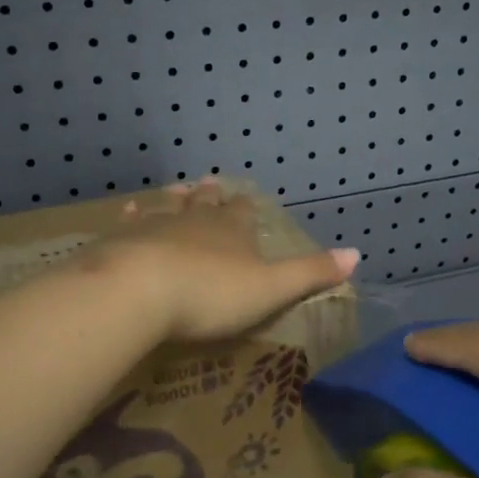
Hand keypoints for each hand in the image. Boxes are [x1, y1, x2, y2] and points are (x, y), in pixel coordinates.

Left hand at [96, 180, 359, 342]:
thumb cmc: (211, 294)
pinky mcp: (120, 241)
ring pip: (168, 208)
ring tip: (177, 189)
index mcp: (233, 230)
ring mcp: (155, 227)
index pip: (244, 212)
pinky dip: (132, 217)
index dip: (246, 208)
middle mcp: (195, 220)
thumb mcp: (271, 289)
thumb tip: (357, 254)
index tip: (245, 199)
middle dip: (210, 197)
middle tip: (208, 184)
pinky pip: (129, 224)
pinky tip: (127, 211)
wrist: (138, 291)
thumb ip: (310, 273)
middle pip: (205, 204)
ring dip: (174, 201)